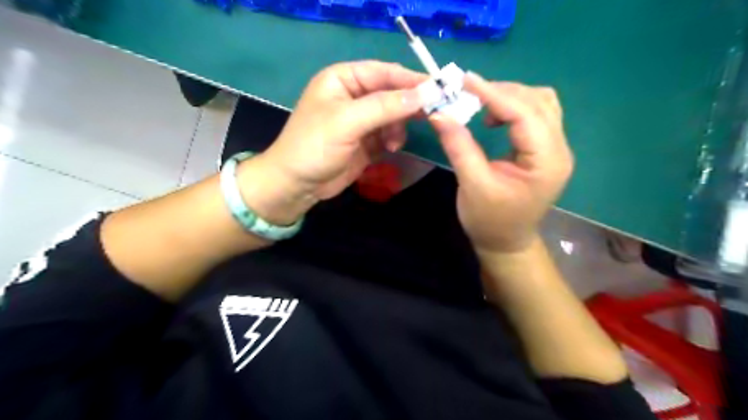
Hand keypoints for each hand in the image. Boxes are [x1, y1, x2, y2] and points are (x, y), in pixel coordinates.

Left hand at [240, 61, 425, 225]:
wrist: (297, 185)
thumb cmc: (314, 146)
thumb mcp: (347, 122)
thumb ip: (385, 107)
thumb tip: (424, 94)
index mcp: (343, 79)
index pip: (384, 72)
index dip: (410, 80)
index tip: (439, 89)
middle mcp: (354, 95)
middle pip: (392, 93)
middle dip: (409, 105)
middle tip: (432, 115)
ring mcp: (361, 119)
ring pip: (394, 115)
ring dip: (399, 127)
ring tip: (393, 143)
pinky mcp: (366, 141)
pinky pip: (390, 134)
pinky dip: (394, 140)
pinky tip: (389, 149)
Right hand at [427, 72, 573, 253]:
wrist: (506, 243)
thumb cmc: (490, 221)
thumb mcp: (472, 185)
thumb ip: (459, 146)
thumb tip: (439, 113)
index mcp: (546, 161)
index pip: (525, 114)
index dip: (494, 93)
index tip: (464, 80)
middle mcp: (559, 149)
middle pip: (538, 101)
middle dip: (501, 92)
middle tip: (467, 93)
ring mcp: (555, 148)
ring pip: (540, 104)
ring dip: (509, 97)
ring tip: (480, 104)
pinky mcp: (545, 149)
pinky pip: (535, 115)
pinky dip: (513, 108)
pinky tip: (494, 117)